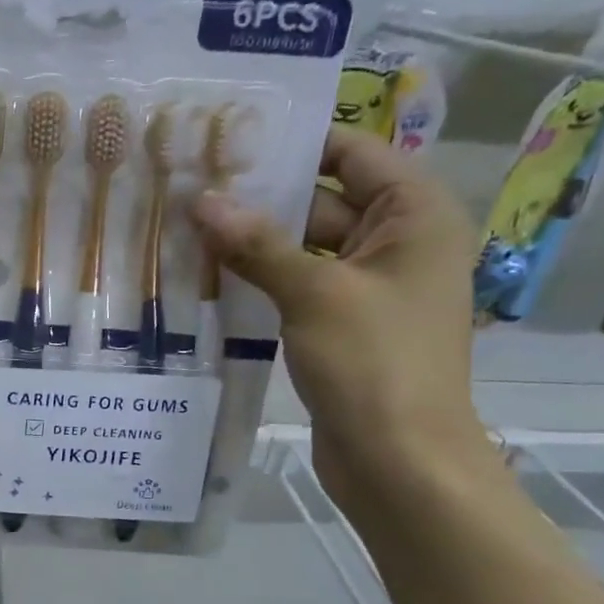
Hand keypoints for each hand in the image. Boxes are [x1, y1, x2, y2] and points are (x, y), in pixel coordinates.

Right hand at [194, 127, 487, 510]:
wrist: (399, 461)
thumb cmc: (374, 364)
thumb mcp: (314, 294)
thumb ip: (258, 244)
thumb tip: (203, 200)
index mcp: (415, 215)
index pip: (352, 154)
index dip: (293, 145)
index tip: (229, 142)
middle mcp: (398, 243)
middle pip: (323, 203)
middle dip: (261, 201)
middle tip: (192, 191)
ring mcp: (370, 290)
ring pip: (305, 253)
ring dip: (254, 247)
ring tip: (187, 233)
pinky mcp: (344, 330)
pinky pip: (300, 292)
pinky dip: (263, 285)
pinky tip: (210, 282)